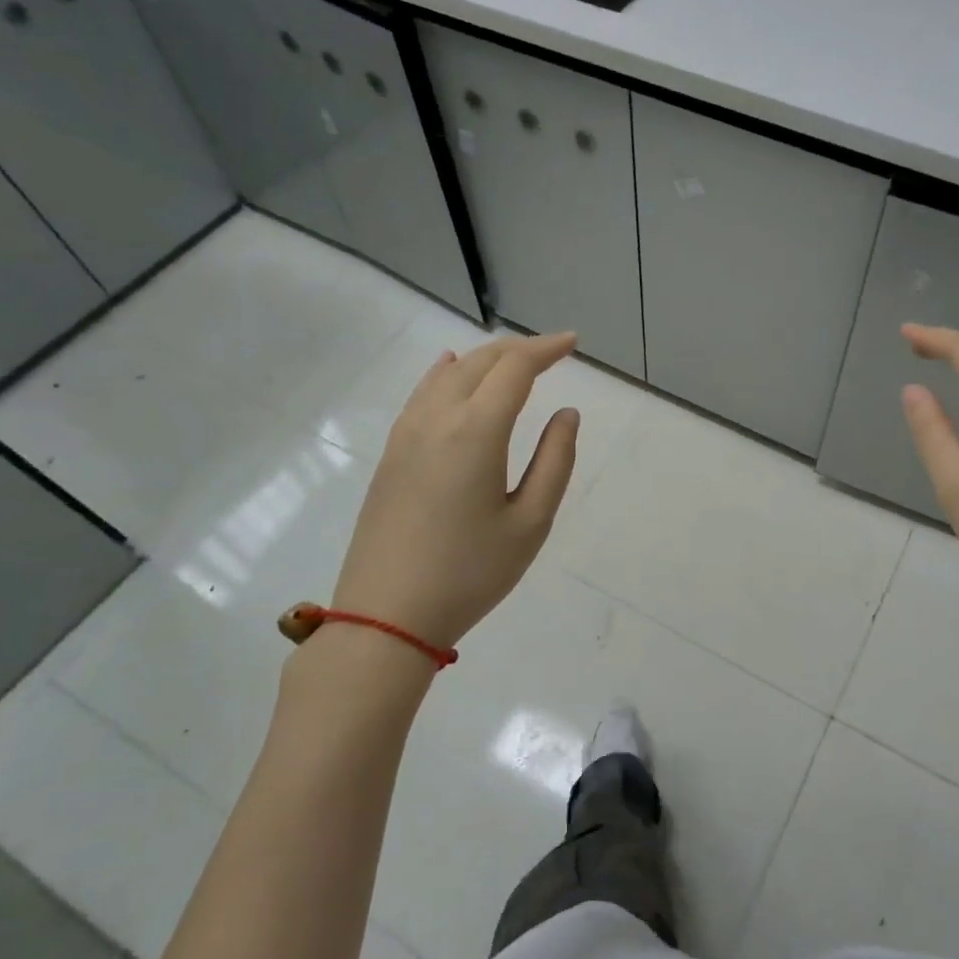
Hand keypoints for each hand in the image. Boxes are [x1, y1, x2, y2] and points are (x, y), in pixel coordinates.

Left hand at [330, 331, 579, 648]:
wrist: (386, 615)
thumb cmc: (470, 573)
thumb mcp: (530, 523)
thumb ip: (555, 461)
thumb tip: (567, 414)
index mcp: (476, 431)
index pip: (514, 368)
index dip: (546, 349)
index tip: (572, 343)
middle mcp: (437, 419)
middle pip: (480, 362)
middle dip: (519, 349)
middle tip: (552, 352)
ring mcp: (406, 434)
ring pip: (447, 374)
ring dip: (484, 359)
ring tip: (512, 361)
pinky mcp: (391, 454)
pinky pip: (422, 394)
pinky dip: (446, 374)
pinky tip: (451, 371)